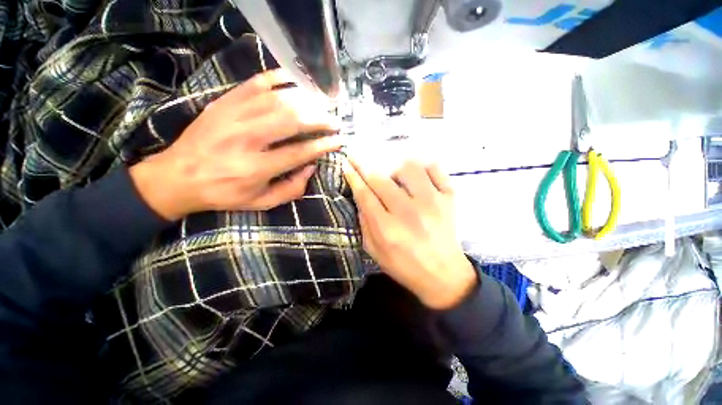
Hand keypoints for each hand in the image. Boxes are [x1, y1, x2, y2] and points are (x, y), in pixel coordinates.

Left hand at [130, 69, 342, 219]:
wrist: (177, 177)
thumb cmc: (224, 194)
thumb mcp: (261, 202)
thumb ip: (291, 189)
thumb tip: (311, 167)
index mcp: (256, 168)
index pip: (299, 152)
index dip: (323, 145)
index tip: (338, 140)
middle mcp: (246, 139)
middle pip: (291, 121)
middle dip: (319, 119)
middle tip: (334, 120)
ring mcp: (232, 116)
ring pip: (277, 100)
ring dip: (305, 100)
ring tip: (322, 104)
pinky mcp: (223, 103)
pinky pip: (253, 84)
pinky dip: (276, 78)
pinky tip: (294, 79)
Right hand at [343, 158, 476, 309]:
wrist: (443, 275)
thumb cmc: (404, 266)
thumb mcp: (375, 252)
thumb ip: (364, 223)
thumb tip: (360, 195)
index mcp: (387, 229)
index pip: (365, 194)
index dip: (353, 176)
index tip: (346, 163)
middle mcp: (408, 212)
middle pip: (381, 179)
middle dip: (365, 166)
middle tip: (359, 158)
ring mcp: (432, 202)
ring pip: (408, 167)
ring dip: (394, 167)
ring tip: (393, 176)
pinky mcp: (449, 198)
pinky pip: (435, 168)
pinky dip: (423, 166)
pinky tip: (416, 175)